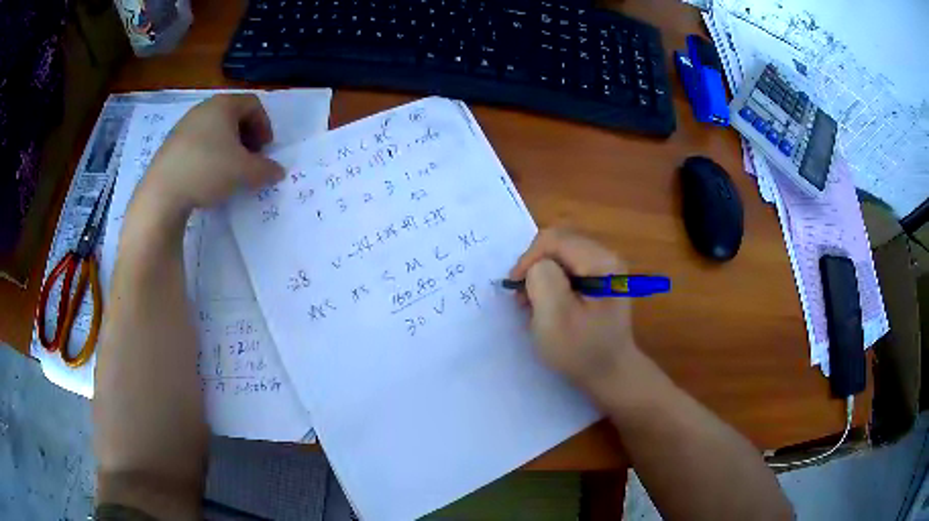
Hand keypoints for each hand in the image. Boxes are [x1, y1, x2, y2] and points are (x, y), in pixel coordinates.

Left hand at [138, 94, 284, 216]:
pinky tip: (207, 176)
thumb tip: (278, 172)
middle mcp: (203, 108)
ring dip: (227, 146)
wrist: (162, 192)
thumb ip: (266, 170)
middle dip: (246, 136)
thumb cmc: (208, 170)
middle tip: (250, 158)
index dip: (265, 125)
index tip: (266, 149)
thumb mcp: (244, 172)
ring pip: (214, 129)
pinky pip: (197, 142)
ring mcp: (184, 125)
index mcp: (224, 105)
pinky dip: (208, 153)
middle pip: (233, 115)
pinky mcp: (170, 144)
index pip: (253, 104)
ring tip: (229, 169)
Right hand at [510, 228, 637, 385]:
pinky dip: (551, 282)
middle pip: (558, 243)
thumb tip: (537, 265)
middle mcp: (606, 256)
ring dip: (541, 275)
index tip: (516, 289)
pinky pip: (567, 267)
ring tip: (533, 302)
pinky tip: (548, 303)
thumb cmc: (582, 350)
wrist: (611, 374)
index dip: (528, 259)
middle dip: (534, 266)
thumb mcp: (555, 317)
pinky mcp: (600, 279)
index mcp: (601, 262)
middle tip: (523, 297)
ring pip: (560, 255)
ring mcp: (605, 268)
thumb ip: (543, 280)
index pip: (553, 240)